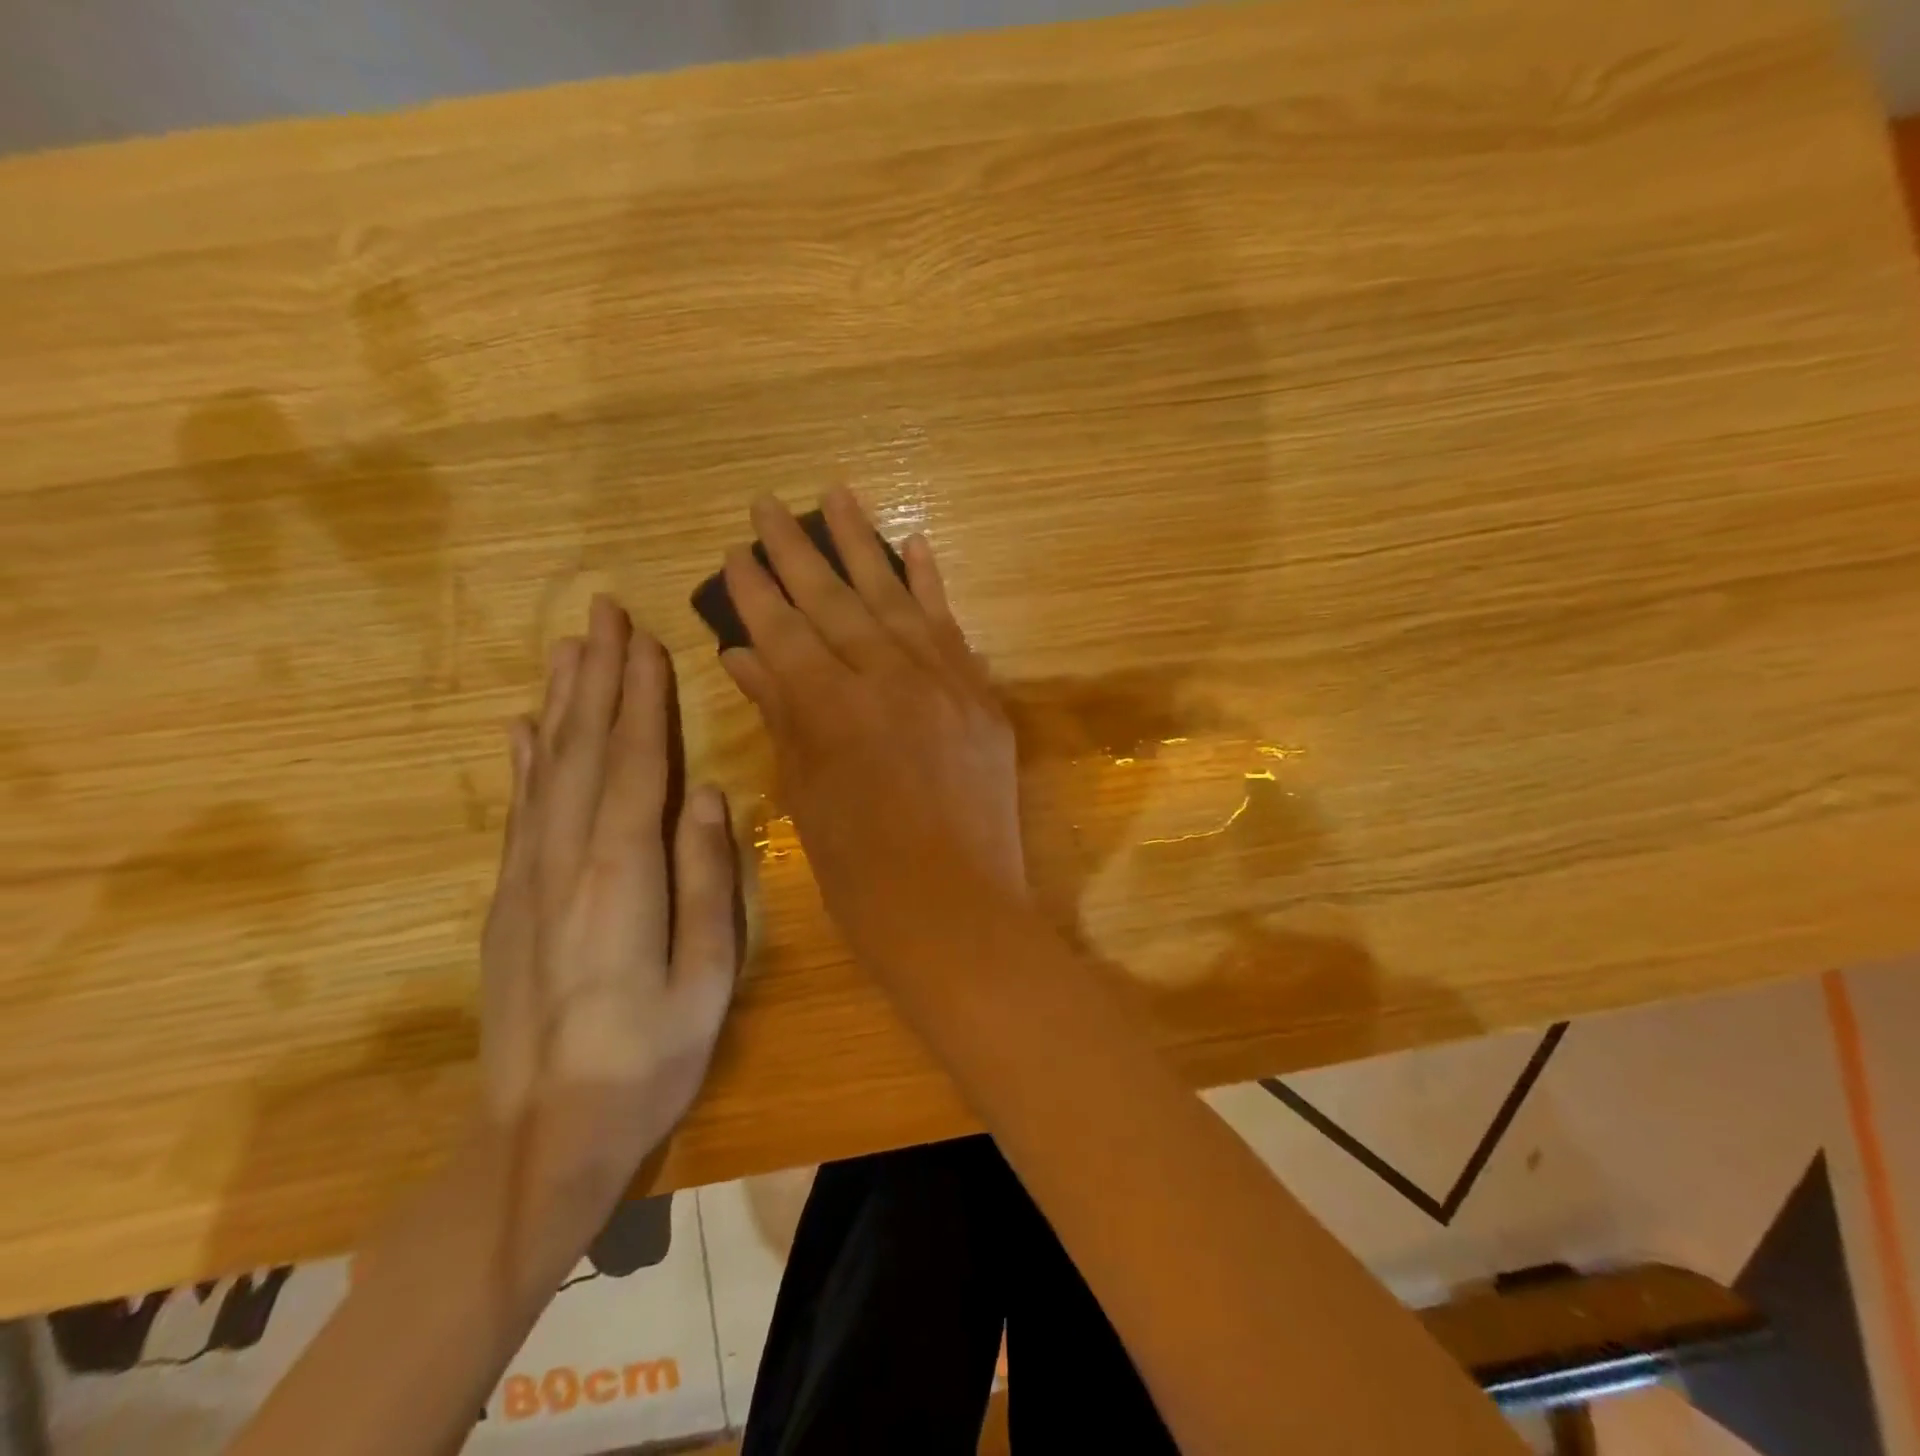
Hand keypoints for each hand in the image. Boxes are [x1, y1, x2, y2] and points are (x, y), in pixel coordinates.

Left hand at [480, 596, 739, 1230]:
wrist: (543, 1137)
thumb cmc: (649, 1060)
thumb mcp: (706, 978)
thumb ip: (704, 880)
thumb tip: (704, 795)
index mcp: (621, 875)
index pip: (636, 763)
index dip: (641, 698)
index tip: (646, 640)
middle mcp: (565, 861)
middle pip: (585, 750)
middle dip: (598, 677)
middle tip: (604, 614)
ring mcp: (527, 880)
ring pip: (547, 770)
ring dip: (562, 703)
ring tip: (569, 648)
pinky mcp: (508, 903)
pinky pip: (520, 813)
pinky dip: (525, 762)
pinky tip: (524, 729)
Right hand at [719, 489, 1025, 978]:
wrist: (956, 912)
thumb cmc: (862, 874)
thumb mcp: (805, 797)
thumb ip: (781, 717)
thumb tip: (745, 657)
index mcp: (831, 709)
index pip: (784, 631)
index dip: (755, 591)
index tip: (733, 552)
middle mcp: (887, 678)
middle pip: (834, 600)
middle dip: (797, 550)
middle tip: (768, 504)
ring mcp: (943, 682)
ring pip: (895, 598)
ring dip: (865, 544)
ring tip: (840, 493)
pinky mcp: (981, 696)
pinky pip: (952, 627)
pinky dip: (931, 585)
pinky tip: (915, 544)